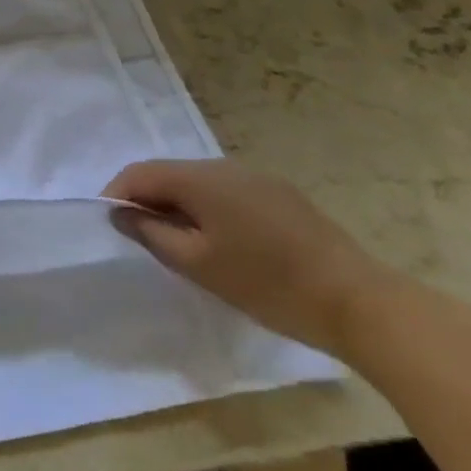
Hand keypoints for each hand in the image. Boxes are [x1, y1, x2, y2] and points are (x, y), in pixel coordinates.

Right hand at [102, 159, 391, 354]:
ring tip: (177, 243)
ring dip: (178, 205)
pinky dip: (207, 210)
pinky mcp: (281, 196)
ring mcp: (257, 179)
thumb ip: (150, 232)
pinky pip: (226, 193)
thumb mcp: (196, 263)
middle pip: (168, 173)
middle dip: (147, 199)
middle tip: (140, 237)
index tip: (110, 225)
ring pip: (198, 183)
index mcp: (201, 179)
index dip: (116, 194)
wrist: (360, 303)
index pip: (140, 173)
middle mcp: (226, 167)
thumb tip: (120, 212)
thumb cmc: (267, 283)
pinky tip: (219, 242)